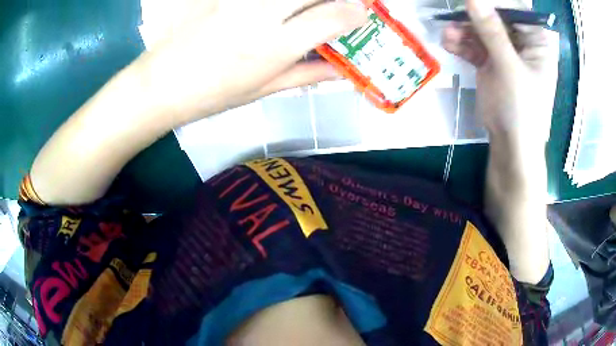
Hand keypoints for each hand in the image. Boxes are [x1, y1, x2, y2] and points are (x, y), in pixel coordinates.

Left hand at [137, 0, 367, 124]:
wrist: (161, 83)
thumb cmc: (212, 95)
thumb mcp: (262, 91)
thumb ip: (306, 75)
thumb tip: (342, 70)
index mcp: (273, 46)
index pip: (332, 16)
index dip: (356, 12)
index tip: (363, 14)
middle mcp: (260, 14)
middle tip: (343, 4)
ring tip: (306, 8)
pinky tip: (277, 8)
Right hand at [441, 0, 558, 146]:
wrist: (510, 146)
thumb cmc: (522, 109)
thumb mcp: (509, 68)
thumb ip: (492, 31)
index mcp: (536, 42)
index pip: (515, 10)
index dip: (494, 2)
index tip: (471, 1)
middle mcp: (522, 43)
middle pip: (495, 16)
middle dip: (474, 16)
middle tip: (454, 14)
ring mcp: (505, 52)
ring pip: (481, 30)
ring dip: (463, 30)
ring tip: (448, 34)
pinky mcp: (491, 62)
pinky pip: (474, 45)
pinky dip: (461, 44)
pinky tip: (448, 43)